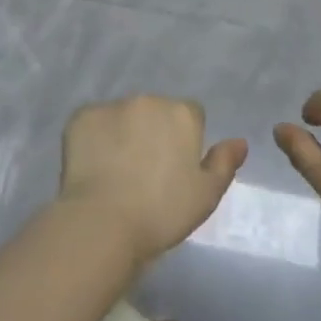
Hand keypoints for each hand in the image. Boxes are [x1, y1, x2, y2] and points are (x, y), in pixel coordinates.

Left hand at [58, 96, 246, 267]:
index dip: (185, 141)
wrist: (104, 221)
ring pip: (123, 115)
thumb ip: (224, 163)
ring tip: (116, 171)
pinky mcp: (81, 116)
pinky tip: (93, 167)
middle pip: (155, 112)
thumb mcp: (206, 195)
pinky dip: (95, 138)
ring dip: (124, 133)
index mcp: (181, 113)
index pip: (190, 115)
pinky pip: (93, 123)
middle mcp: (148, 99)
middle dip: (153, 132)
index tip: (175, 169)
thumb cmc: (162, 212)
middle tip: (145, 171)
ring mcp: (112, 105)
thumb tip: (239, 141)